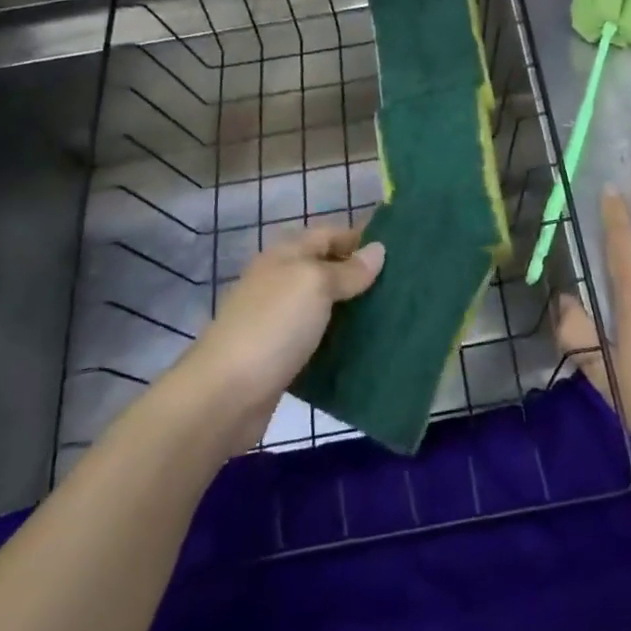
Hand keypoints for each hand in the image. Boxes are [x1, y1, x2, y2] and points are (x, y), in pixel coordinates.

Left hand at [176, 225, 383, 450]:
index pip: (330, 234)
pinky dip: (341, 341)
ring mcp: (279, 321)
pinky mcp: (282, 356)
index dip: (361, 238)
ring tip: (395, 315)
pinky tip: (368, 348)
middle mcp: (281, 282)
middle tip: (405, 286)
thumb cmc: (273, 326)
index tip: (401, 249)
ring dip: (354, 310)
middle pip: (328, 269)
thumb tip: (378, 250)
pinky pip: (320, 339)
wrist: (224, 395)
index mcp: (286, 255)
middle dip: (362, 276)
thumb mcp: (315, 285)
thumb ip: (348, 270)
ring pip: (326, 306)